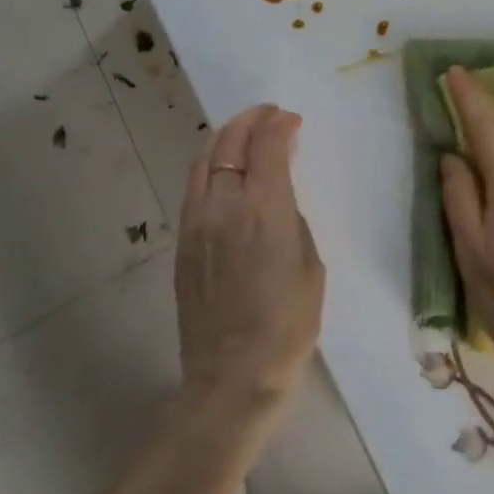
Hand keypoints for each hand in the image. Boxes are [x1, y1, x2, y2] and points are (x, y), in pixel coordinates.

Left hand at [175, 105, 325, 423]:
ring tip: (245, 133)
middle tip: (269, 115)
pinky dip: (211, 164)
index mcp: (264, 208)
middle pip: (229, 140)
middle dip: (251, 119)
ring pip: (204, 159)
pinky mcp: (182, 242)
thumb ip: (293, 218)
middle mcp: (224, 204)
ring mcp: (197, 222)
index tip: (293, 119)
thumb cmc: (287, 325)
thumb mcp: (310, 265)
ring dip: (226, 137)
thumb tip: (279, 194)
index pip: (267, 143)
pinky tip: (224, 171)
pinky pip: (194, 186)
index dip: (280, 123)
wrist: (232, 379)